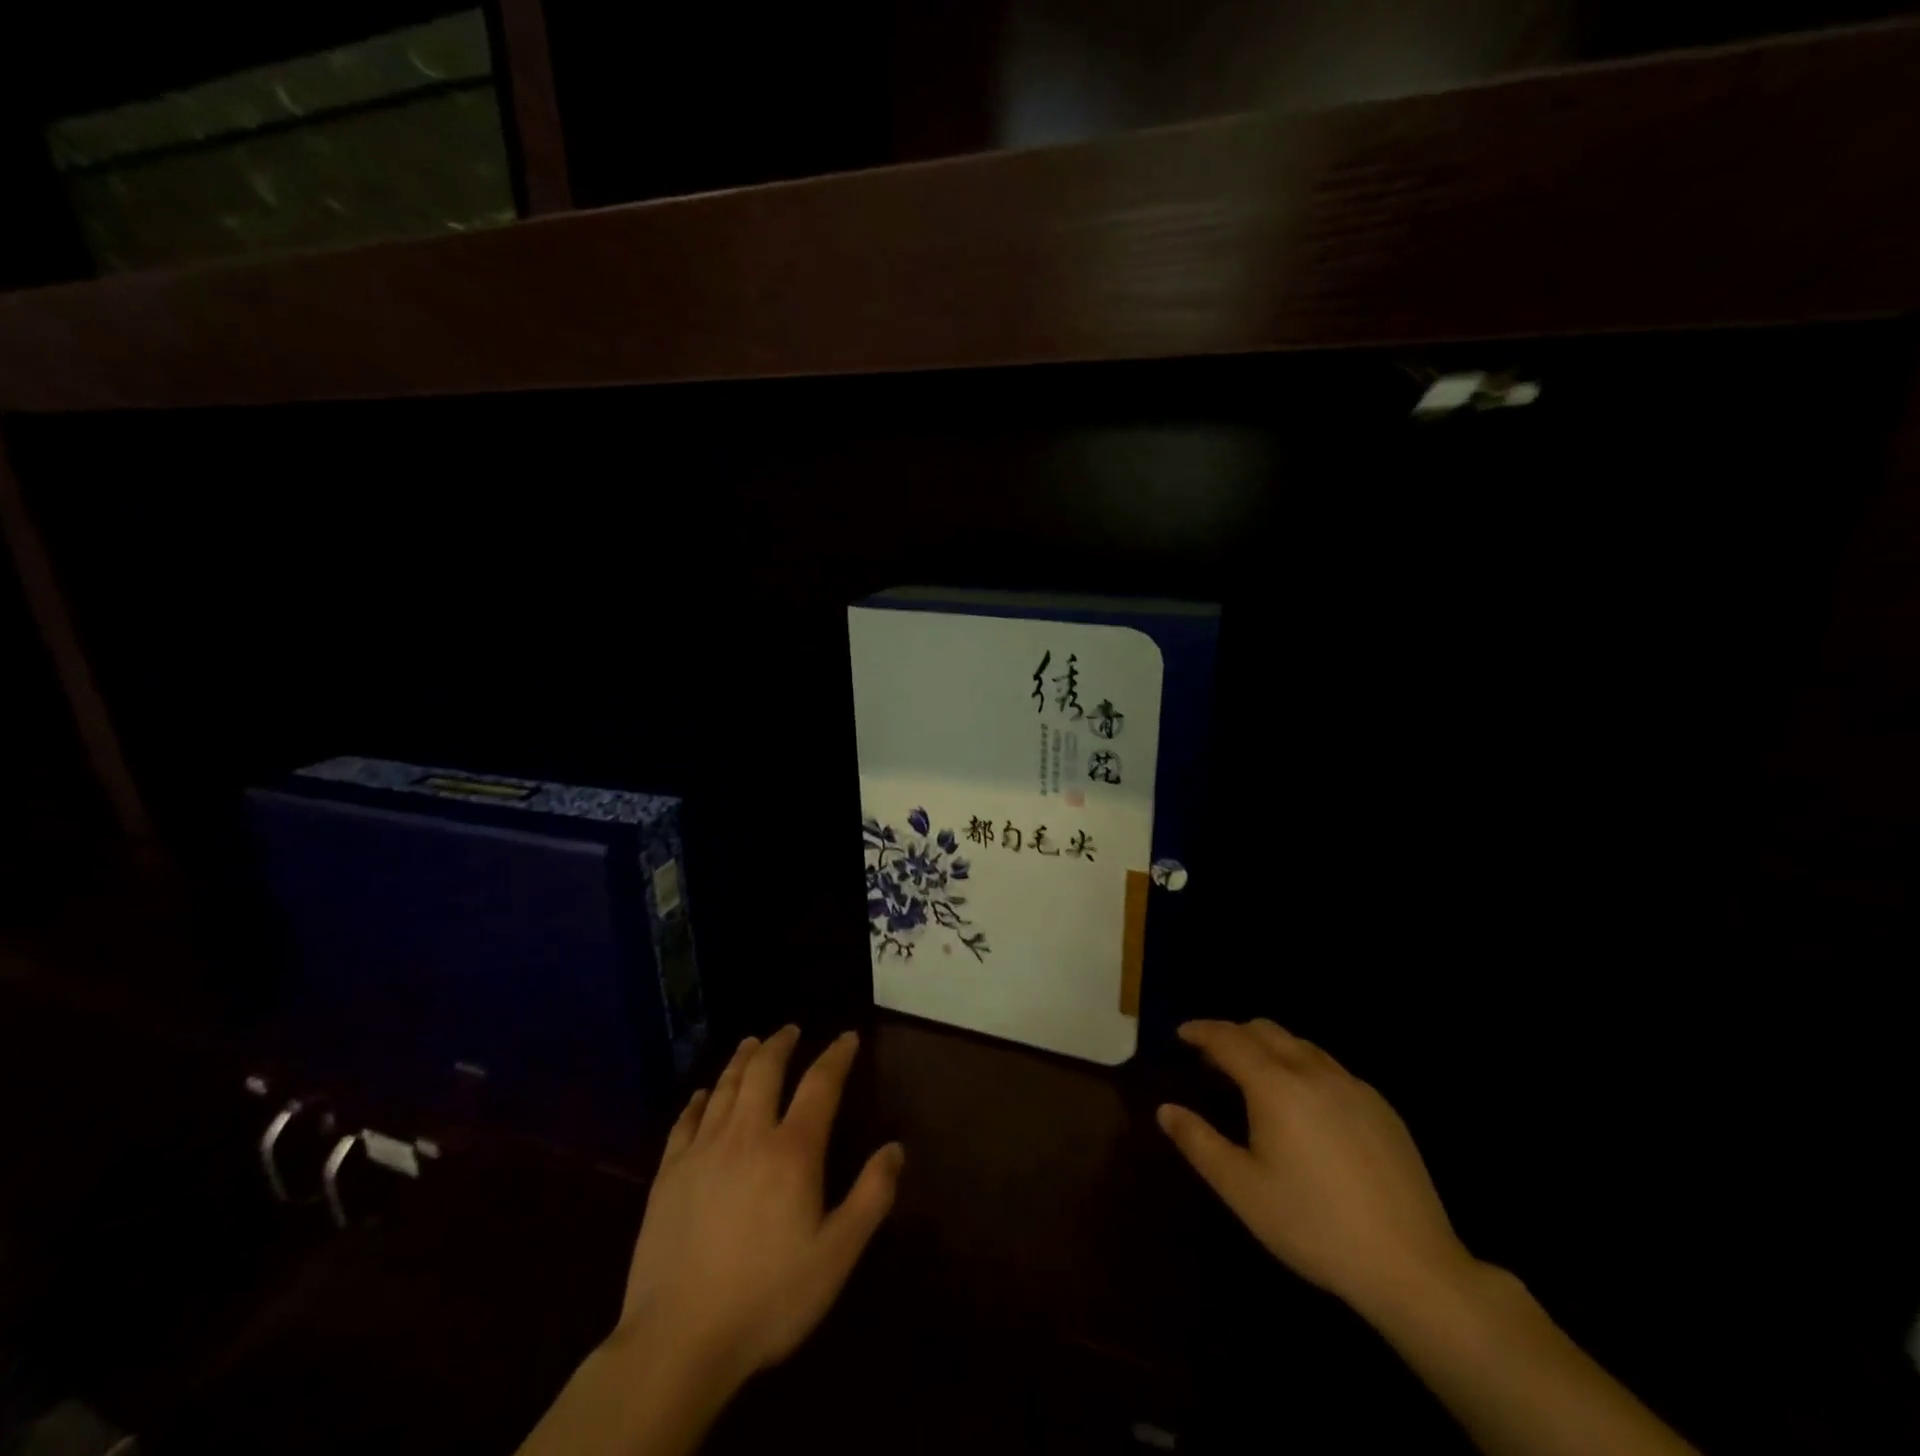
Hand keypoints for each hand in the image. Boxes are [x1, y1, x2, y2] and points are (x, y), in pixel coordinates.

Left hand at [611, 1026, 902, 1395]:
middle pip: (764, 1071)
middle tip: (790, 1030)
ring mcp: (702, 1151)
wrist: (677, 1342)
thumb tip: (895, 1148)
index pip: (820, 1084)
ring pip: (724, 1087)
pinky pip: (685, 1121)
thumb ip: (871, 1197)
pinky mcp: (668, 1174)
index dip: (836, 1055)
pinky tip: (702, 1094)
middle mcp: (746, 1135)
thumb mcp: (836, 1256)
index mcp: (791, 1151)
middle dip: (780, 1044)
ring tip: (752, 1044)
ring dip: (741, 1060)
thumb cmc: (767, 1299)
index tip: (847, 1037)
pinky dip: (699, 1100)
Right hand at [1158, 1019, 1472, 1320]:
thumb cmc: (1314, 1226)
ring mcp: (1353, 1087)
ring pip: (1300, 1044)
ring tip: (1254, 1074)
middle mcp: (1313, 1072)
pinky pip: (1330, 1068)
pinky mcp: (1381, 1107)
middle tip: (1212, 1056)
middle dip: (1233, 1034)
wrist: (1412, 1265)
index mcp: (1275, 1086)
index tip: (1181, 1033)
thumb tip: (1166, 1110)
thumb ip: (1199, 1143)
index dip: (1201, 1031)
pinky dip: (1302, 1066)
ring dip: (1269, 1047)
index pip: (1229, 1039)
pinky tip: (1305, 1104)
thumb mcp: (1243, 1190)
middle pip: (1265, 1030)